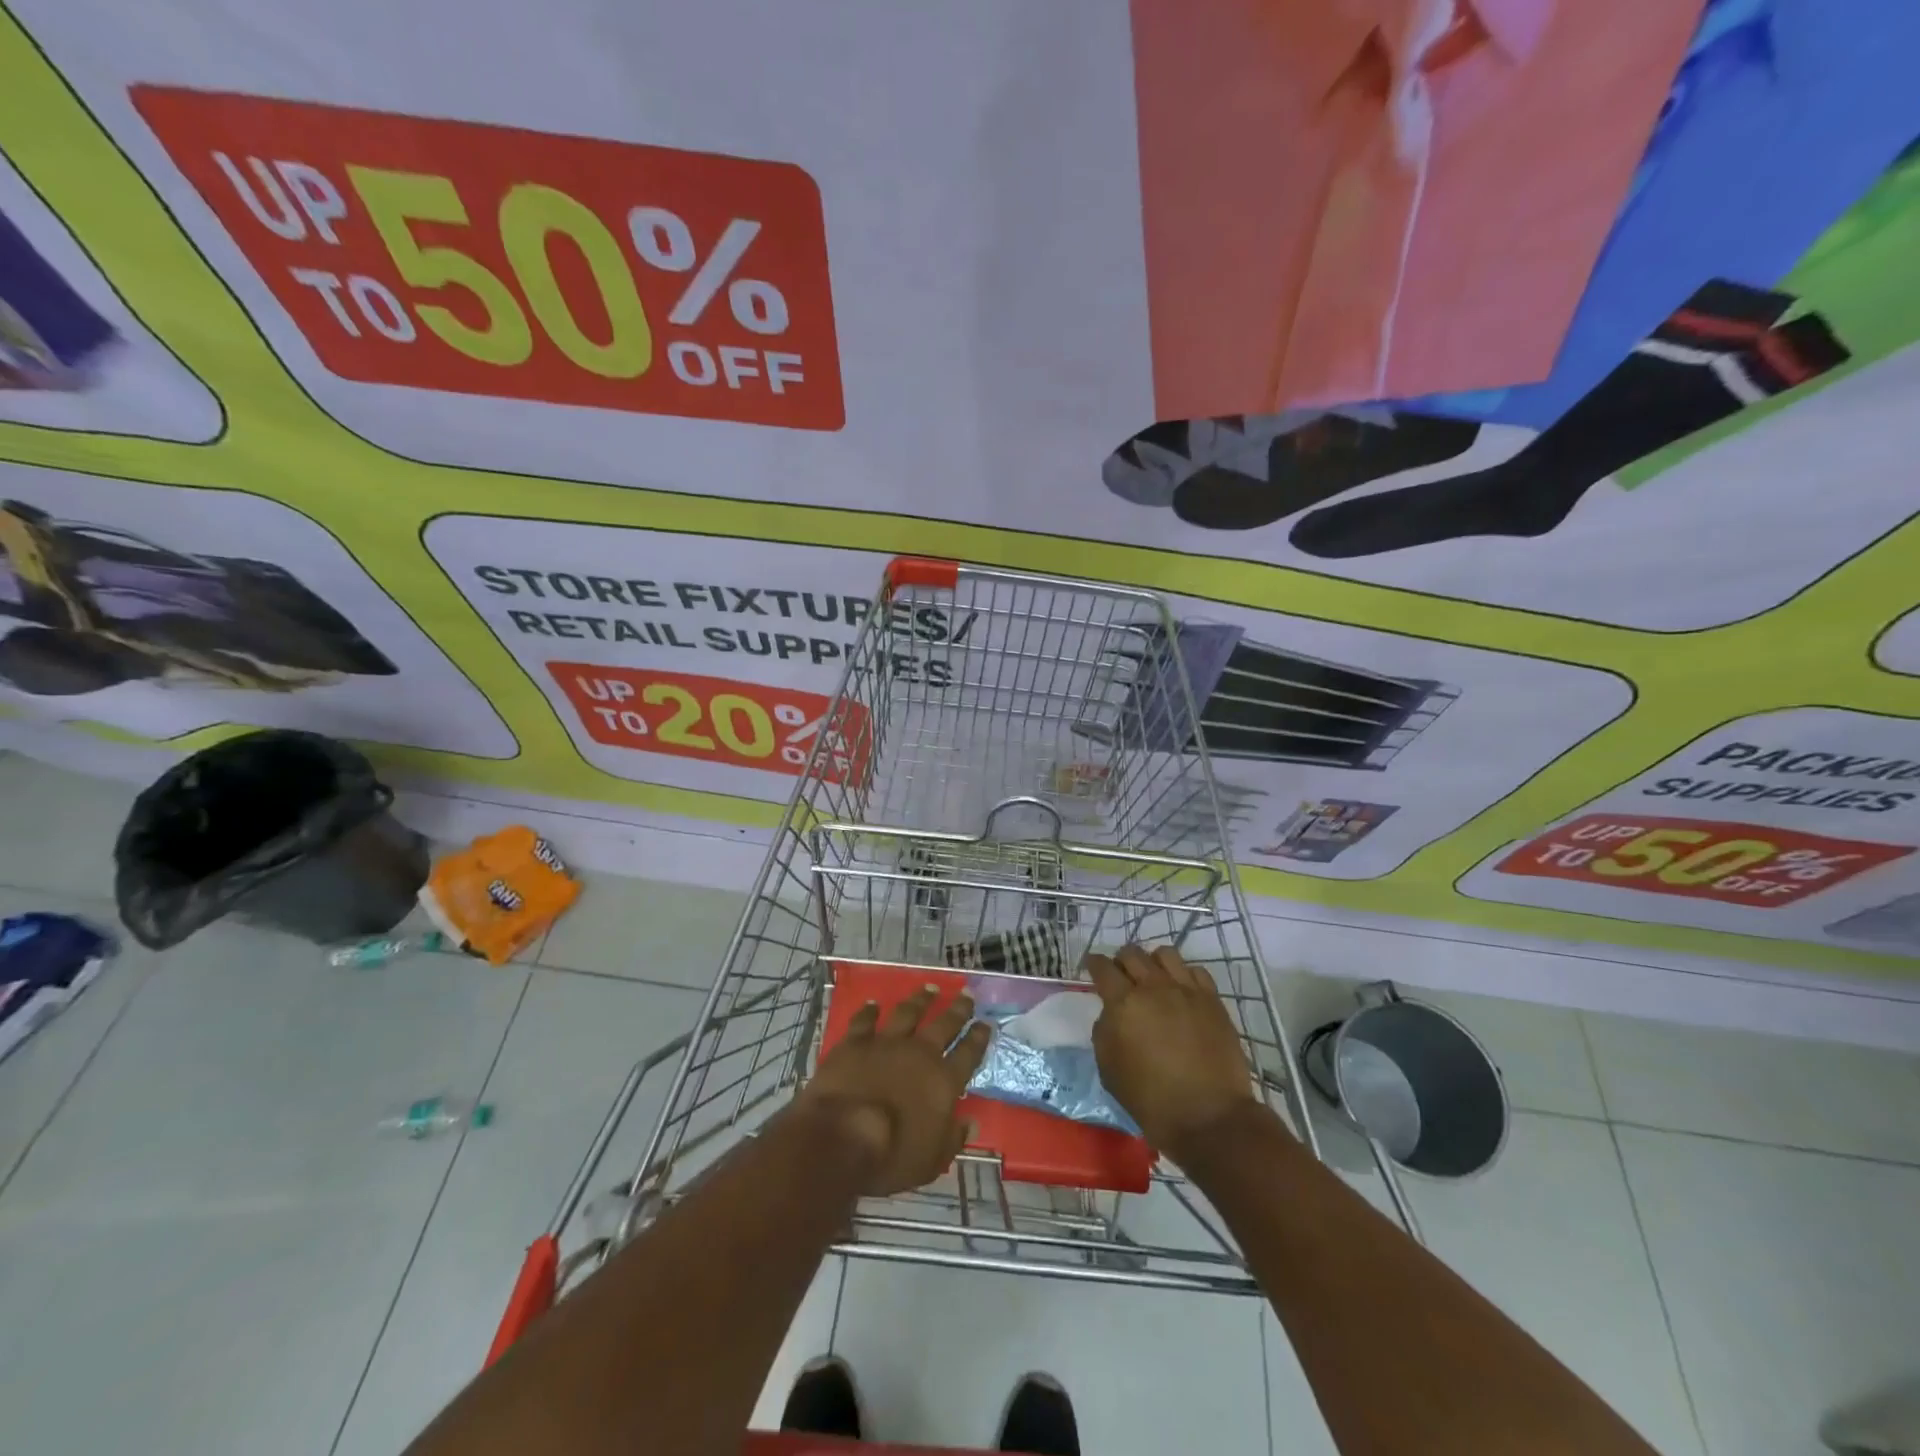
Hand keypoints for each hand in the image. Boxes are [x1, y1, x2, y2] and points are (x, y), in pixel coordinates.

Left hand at [801, 985, 993, 1195]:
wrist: (841, 1135)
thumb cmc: (891, 1156)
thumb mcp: (932, 1161)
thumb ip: (952, 1139)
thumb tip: (970, 1123)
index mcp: (943, 1081)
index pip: (968, 1054)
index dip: (978, 1038)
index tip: (986, 1023)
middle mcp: (919, 1054)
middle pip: (944, 1025)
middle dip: (958, 1009)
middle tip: (966, 995)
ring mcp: (886, 1043)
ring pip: (908, 1013)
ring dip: (920, 1000)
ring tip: (930, 988)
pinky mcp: (855, 1042)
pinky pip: (865, 1020)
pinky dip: (870, 1011)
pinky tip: (874, 1003)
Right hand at [1087, 944, 1258, 1157]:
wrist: (1208, 1118)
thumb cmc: (1151, 1100)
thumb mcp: (1109, 1069)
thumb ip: (1104, 1031)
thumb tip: (1112, 1013)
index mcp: (1123, 1003)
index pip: (1102, 967)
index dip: (1093, 963)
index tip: (1091, 967)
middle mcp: (1154, 988)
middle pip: (1132, 953)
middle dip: (1121, 961)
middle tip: (1120, 977)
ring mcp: (1186, 991)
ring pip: (1165, 954)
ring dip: (1153, 962)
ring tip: (1153, 979)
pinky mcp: (1212, 1000)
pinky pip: (1195, 971)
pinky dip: (1183, 975)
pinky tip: (1181, 991)